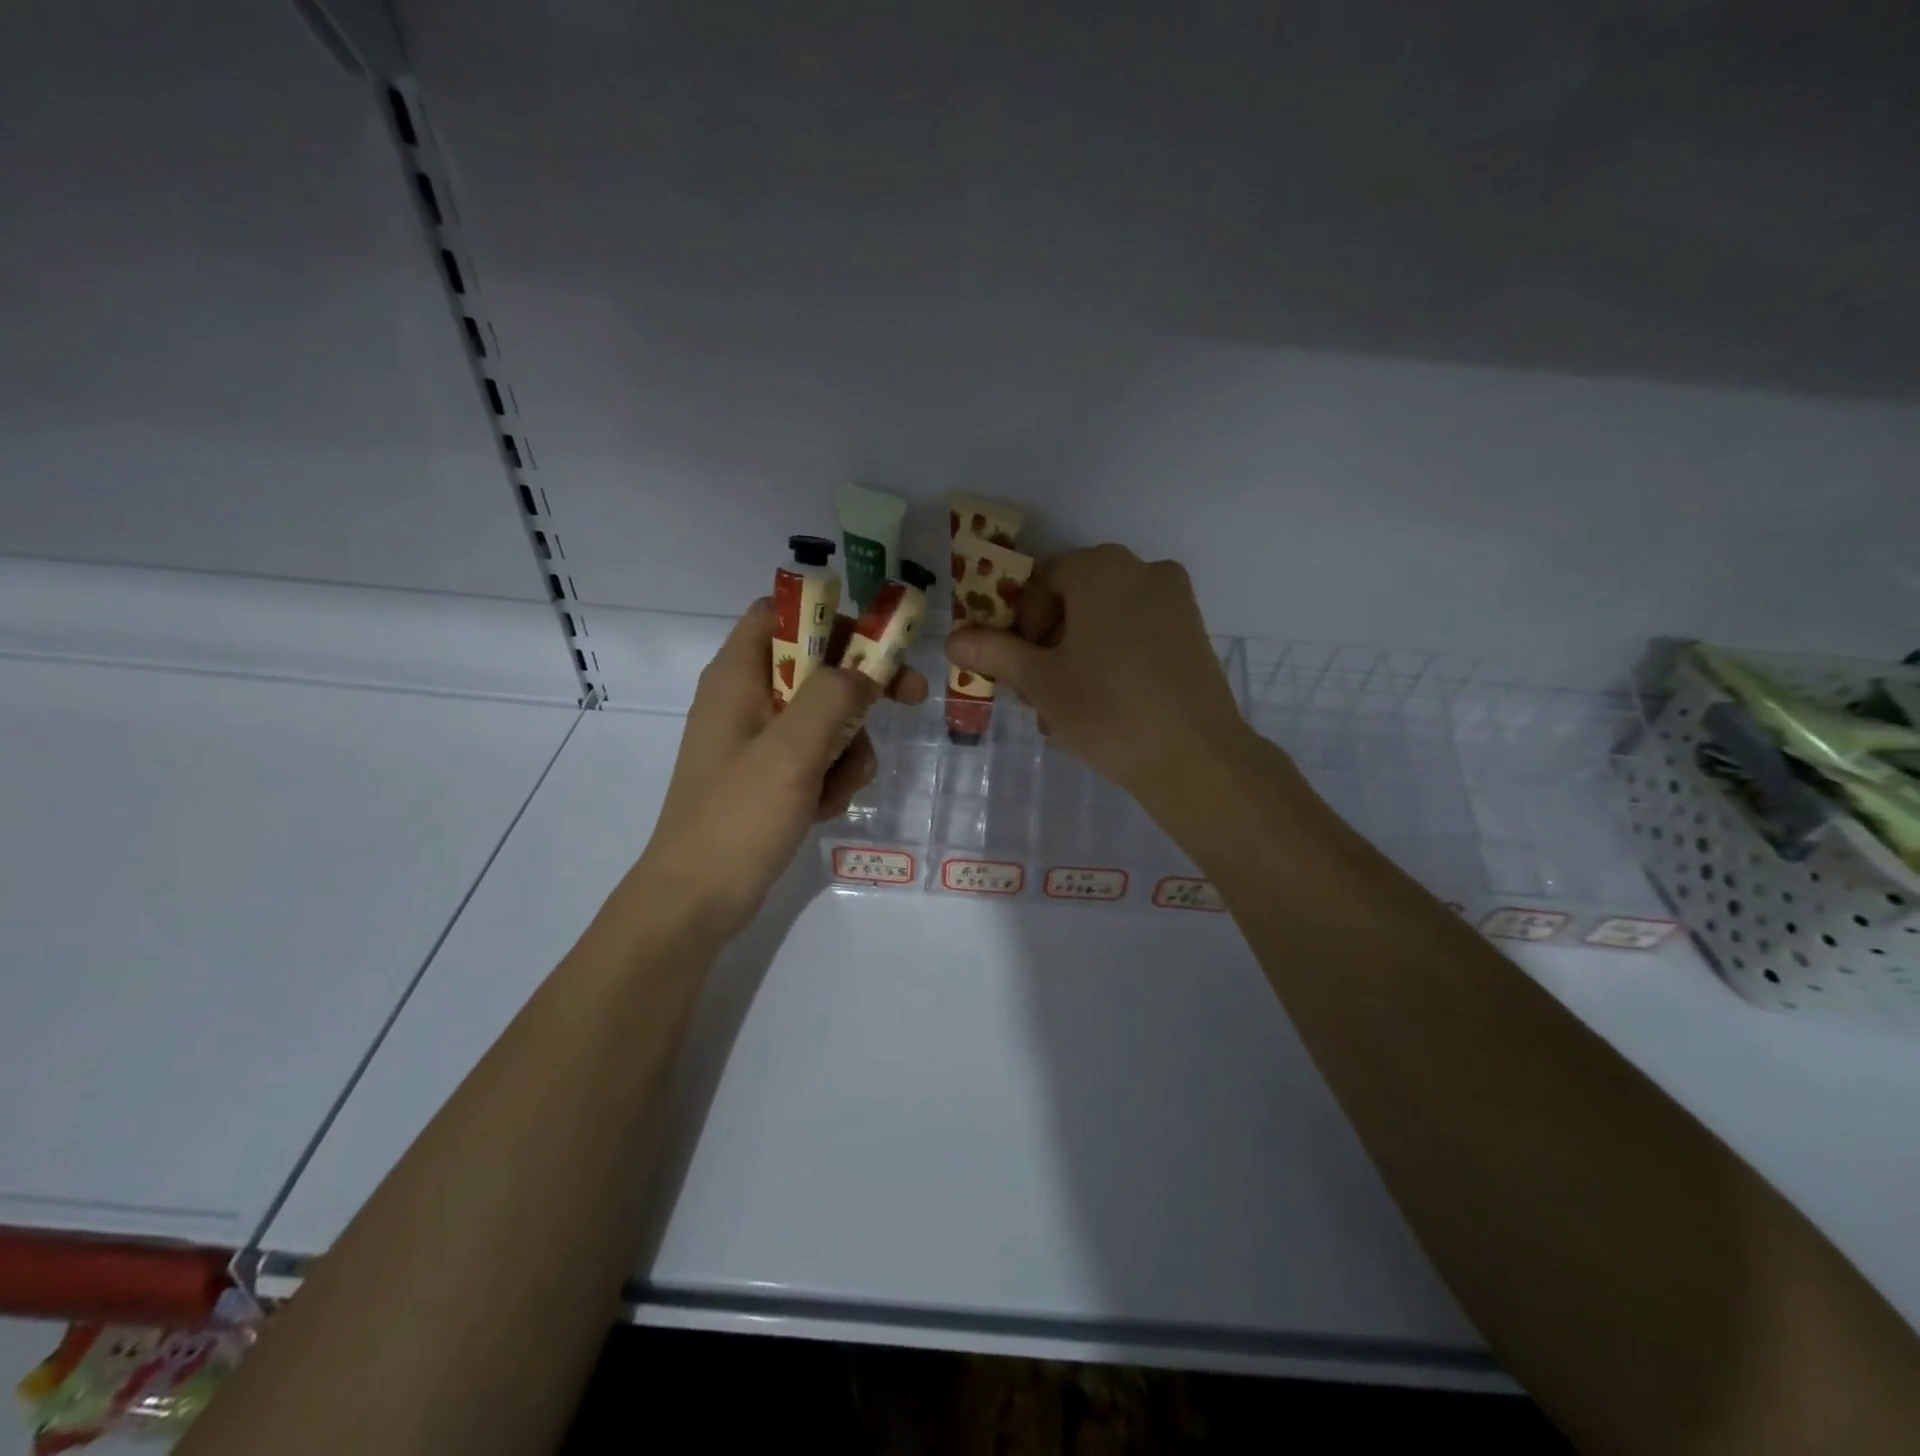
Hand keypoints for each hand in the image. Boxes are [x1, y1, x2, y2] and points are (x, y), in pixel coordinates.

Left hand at [634, 599, 927, 939]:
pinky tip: (820, 811)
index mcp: (738, 675)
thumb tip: (866, 668)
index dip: (831, 617)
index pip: (782, 612)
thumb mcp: (792, 751)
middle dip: (858, 693)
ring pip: (826, 718)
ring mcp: (757, 740)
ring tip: (833, 791)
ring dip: (847, 749)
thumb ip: (833, 695)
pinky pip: (816, 758)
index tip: (877, 643)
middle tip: (909, 701)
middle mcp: (746, 698)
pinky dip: (829, 779)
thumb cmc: (738, 818)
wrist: (696, 900)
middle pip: (817, 666)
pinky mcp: (768, 776)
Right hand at [944, 544, 1248, 794]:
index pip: (1041, 582)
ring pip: (1106, 621)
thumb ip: (993, 652)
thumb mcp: (1039, 681)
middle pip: (1075, 600)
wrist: (1195, 756)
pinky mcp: (1194, 633)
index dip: (1019, 624)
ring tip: (1068, 709)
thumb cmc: (1106, 708)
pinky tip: (1106, 706)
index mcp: (1101, 568)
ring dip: (1077, 657)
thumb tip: (953, 639)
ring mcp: (1176, 601)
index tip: (1017, 668)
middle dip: (1048, 644)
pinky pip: (1138, 635)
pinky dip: (1113, 660)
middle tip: (1038, 692)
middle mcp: (1143, 570)